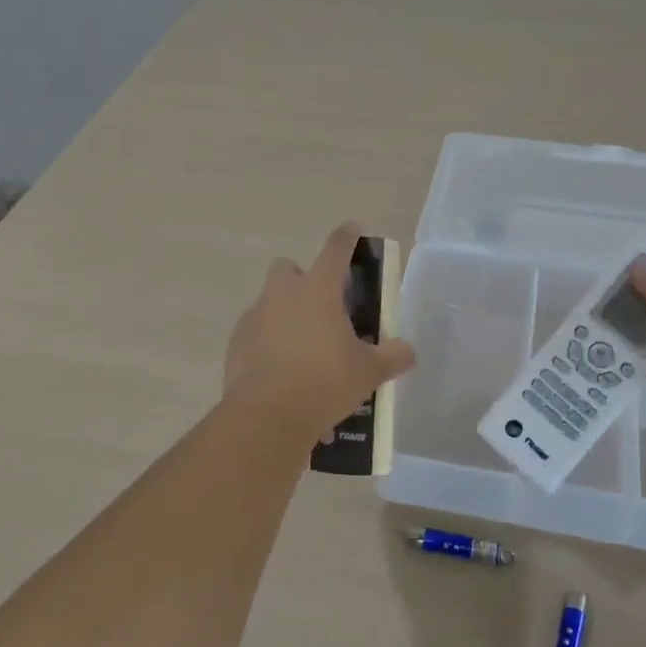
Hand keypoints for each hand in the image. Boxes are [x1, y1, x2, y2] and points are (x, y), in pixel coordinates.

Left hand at [223, 222, 417, 441]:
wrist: (267, 417)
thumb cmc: (324, 382)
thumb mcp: (368, 372)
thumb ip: (392, 357)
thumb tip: (409, 351)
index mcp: (318, 290)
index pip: (335, 249)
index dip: (347, 236)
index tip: (353, 229)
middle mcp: (283, 294)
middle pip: (288, 268)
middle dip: (302, 279)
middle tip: (322, 307)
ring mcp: (255, 317)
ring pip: (269, 301)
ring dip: (285, 313)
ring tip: (304, 347)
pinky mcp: (236, 343)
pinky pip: (255, 332)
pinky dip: (267, 342)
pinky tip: (281, 369)